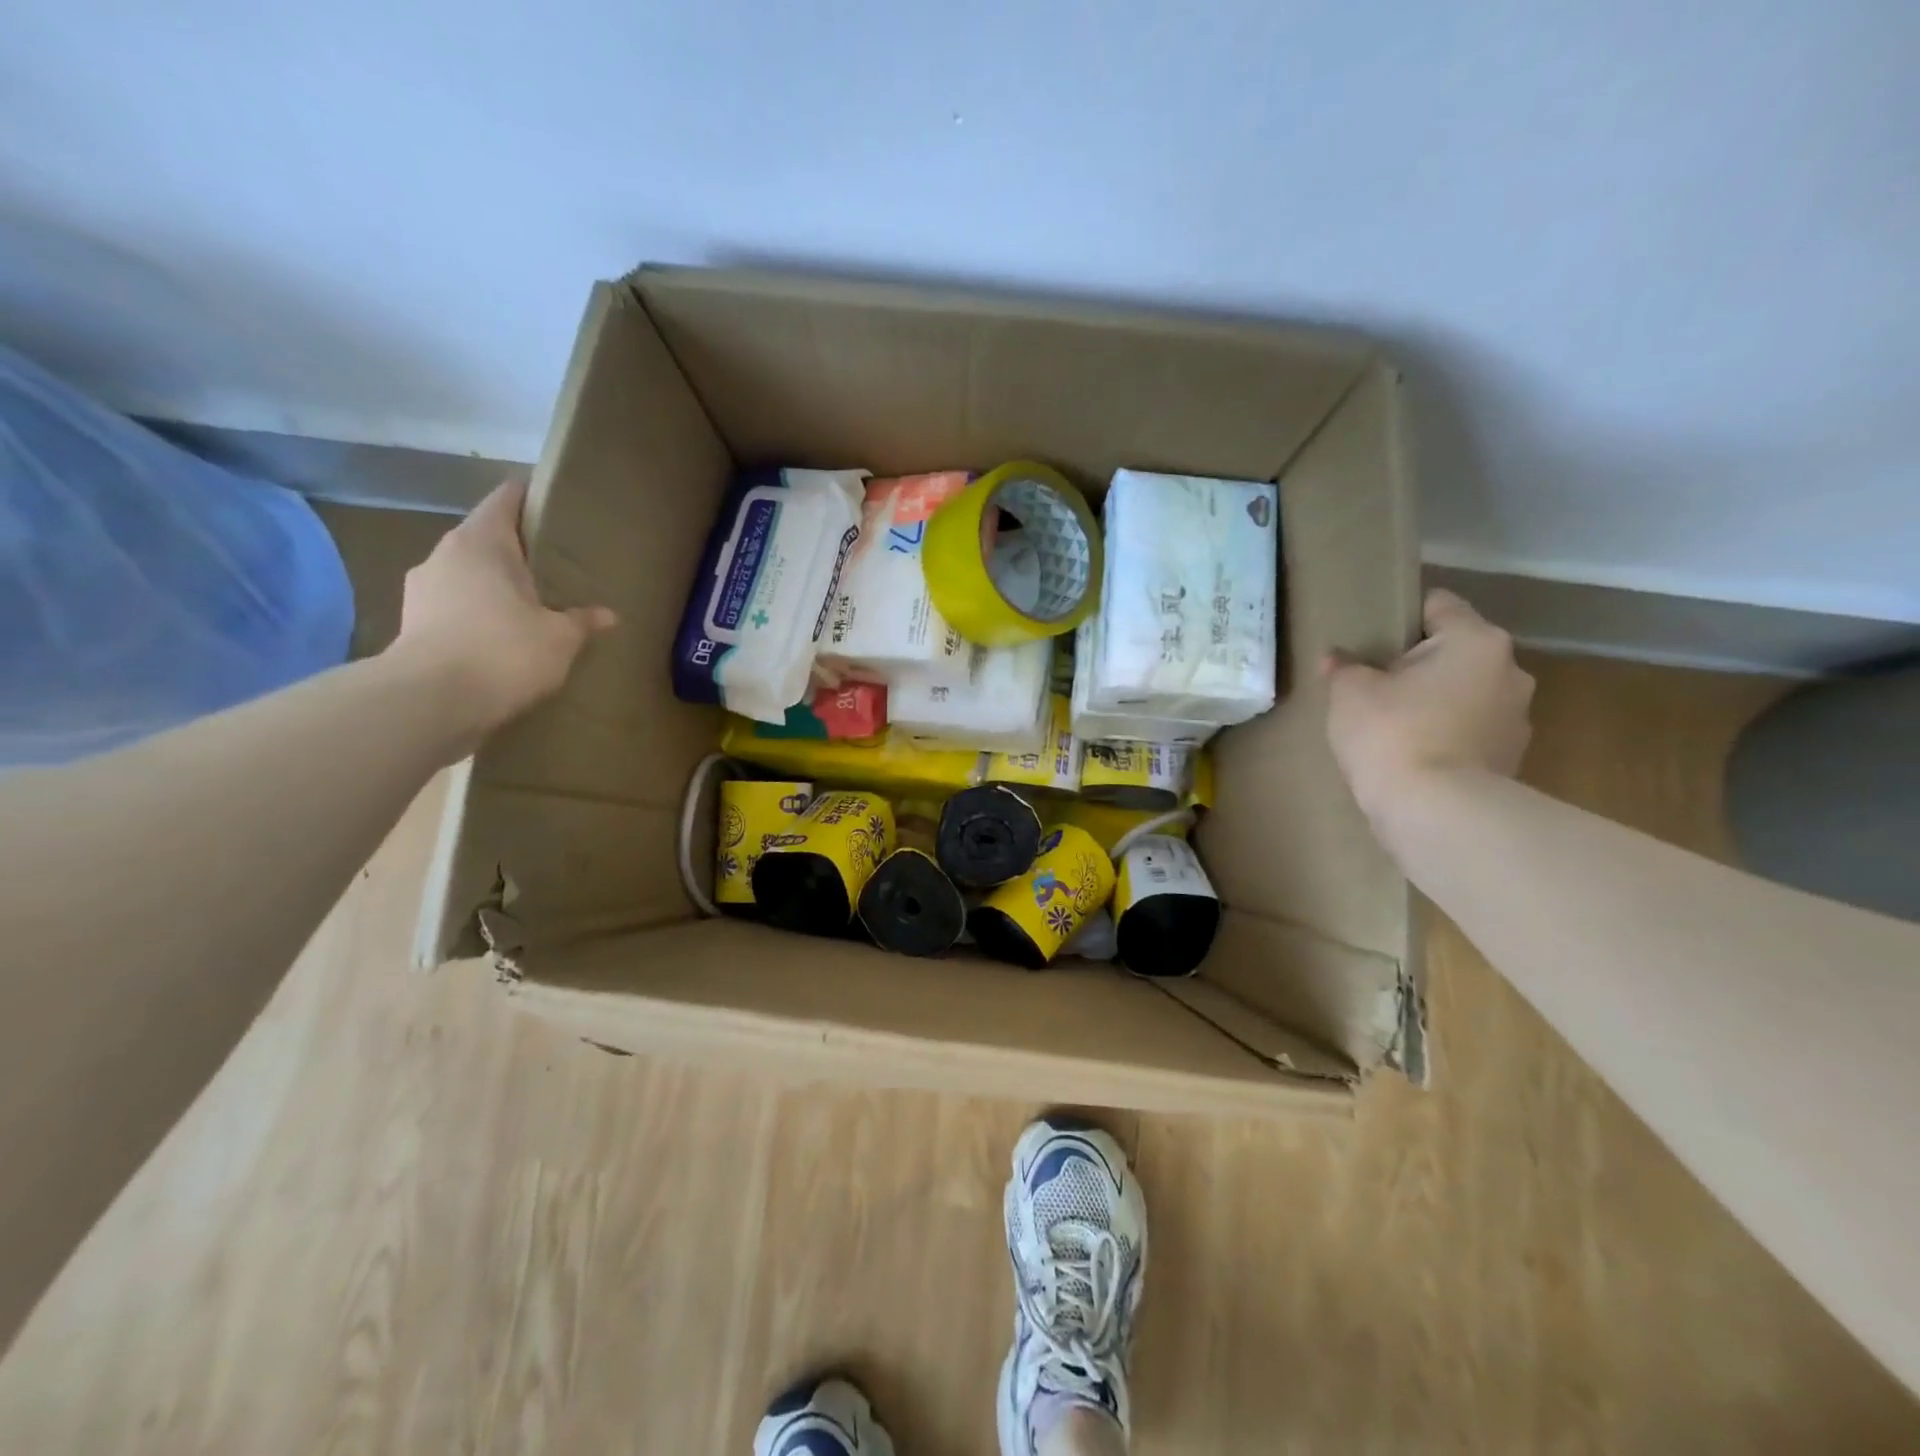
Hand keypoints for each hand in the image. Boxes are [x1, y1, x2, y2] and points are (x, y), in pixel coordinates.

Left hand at [390, 480, 615, 743]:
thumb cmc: (504, 652)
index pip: (505, 500)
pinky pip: (454, 607)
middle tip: (554, 564)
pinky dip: (477, 614)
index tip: (553, 503)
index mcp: (481, 542)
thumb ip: (583, 621)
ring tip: (529, 604)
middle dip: (516, 549)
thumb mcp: (560, 638)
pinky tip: (501, 636)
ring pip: (467, 574)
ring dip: (494, 585)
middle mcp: (445, 555)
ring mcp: (422, 590)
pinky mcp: (412, 625)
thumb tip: (608, 614)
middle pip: (485, 538)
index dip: (530, 497)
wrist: (430, 702)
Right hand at [1323, 589, 1533, 823]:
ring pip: (1467, 692)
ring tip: (1394, 724)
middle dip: (1420, 662)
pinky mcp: (1512, 758)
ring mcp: (1517, 718)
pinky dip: (1447, 735)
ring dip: (1438, 701)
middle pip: (1456, 651)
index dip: (1401, 613)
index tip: (1371, 634)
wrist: (1435, 812)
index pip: (1438, 604)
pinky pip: (1471, 731)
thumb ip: (1344, 667)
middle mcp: (1509, 670)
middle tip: (1377, 682)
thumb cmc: (1392, 734)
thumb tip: (1337, 657)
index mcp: (1474, 640)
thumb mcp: (1349, 693)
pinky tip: (1414, 754)